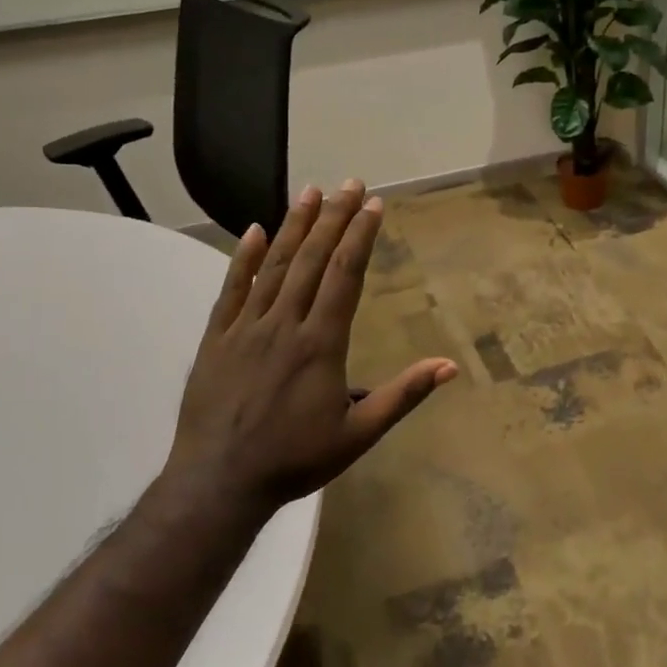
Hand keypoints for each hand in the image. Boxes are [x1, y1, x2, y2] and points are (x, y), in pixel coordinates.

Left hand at [152, 181, 457, 524]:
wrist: (219, 483)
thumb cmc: (295, 460)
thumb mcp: (359, 435)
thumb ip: (403, 395)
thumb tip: (449, 365)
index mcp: (321, 344)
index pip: (345, 276)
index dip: (360, 236)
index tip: (373, 204)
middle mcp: (284, 324)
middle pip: (313, 260)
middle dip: (333, 218)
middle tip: (349, 183)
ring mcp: (246, 328)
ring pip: (275, 266)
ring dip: (295, 226)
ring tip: (309, 191)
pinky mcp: (216, 339)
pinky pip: (232, 290)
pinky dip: (244, 258)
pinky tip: (255, 230)